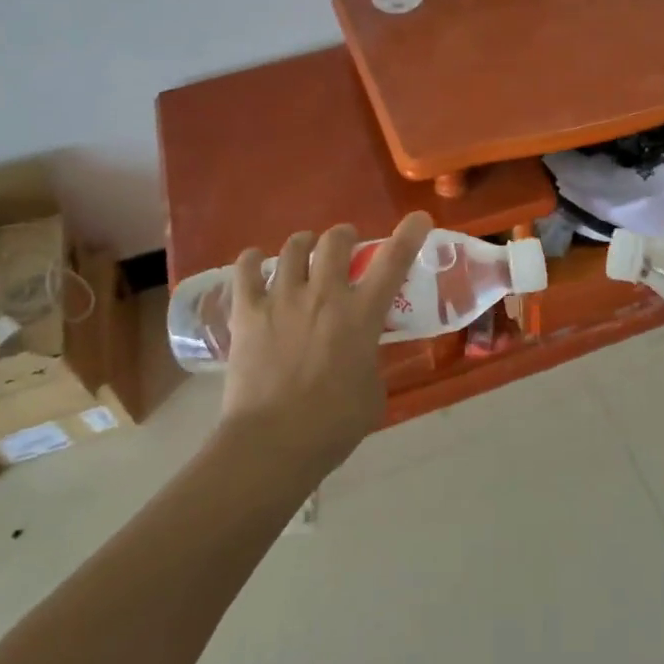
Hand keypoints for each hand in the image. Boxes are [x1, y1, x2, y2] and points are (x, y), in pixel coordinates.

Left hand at [219, 213, 432, 476]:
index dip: (409, 234)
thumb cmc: (332, 425)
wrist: (272, 444)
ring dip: (303, 244)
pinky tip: (255, 262)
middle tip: (345, 246)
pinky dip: (251, 260)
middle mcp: (324, 294)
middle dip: (344, 236)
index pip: (393, 261)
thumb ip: (371, 360)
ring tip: (303, 251)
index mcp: (361, 314)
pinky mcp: (247, 312)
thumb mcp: (373, 391)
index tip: (419, 218)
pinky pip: (245, 270)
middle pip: (335, 239)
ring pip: (293, 247)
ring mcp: (282, 299)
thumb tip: (363, 352)